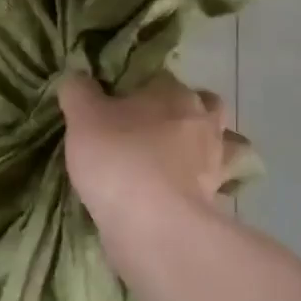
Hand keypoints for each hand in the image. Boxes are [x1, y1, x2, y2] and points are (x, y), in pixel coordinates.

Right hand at [58, 73, 245, 244]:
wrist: (153, 224)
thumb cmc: (117, 157)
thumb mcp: (81, 116)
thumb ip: (78, 91)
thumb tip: (76, 76)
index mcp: (171, 92)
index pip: (159, 77)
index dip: (139, 88)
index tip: (118, 104)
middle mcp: (201, 120)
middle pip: (203, 105)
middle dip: (184, 112)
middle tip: (152, 128)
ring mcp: (216, 160)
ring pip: (223, 143)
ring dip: (205, 147)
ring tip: (177, 158)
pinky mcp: (218, 198)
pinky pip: (217, 183)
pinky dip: (204, 184)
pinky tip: (182, 191)